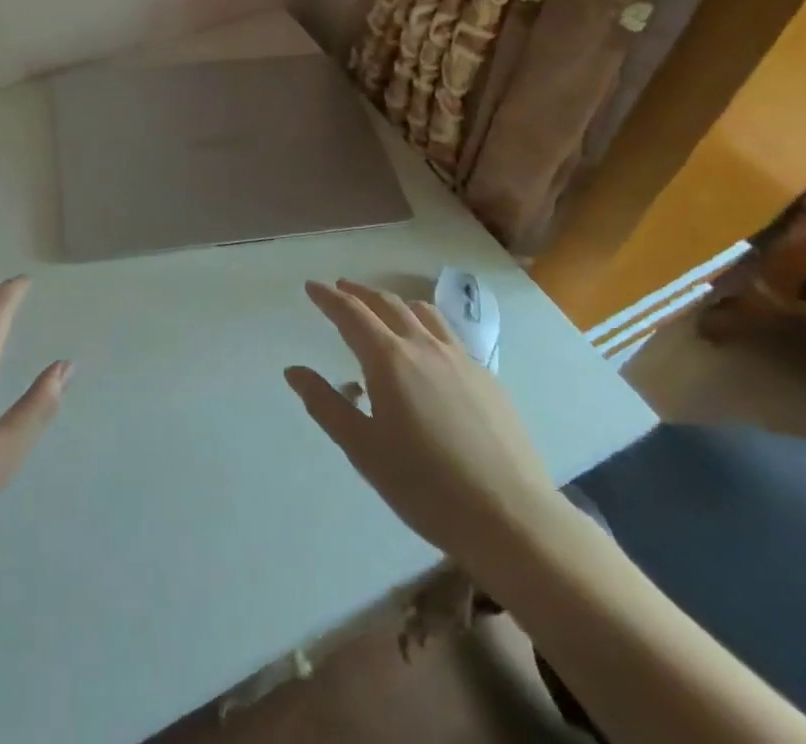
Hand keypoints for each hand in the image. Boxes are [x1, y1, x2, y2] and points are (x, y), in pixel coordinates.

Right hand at [286, 279, 556, 558]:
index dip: (328, 297)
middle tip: (341, 288)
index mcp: (389, 360)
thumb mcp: (363, 449)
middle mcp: (424, 347)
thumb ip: (326, 404)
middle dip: (359, 293)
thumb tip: (294, 371)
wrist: (511, 518)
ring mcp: (461, 359)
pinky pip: (449, 335)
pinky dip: (426, 326)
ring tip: (383, 311)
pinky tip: (428, 351)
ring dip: (395, 304)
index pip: (351, 313)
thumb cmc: (425, 486)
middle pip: (387, 304)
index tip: (312, 286)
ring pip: (423, 313)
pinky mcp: (487, 378)